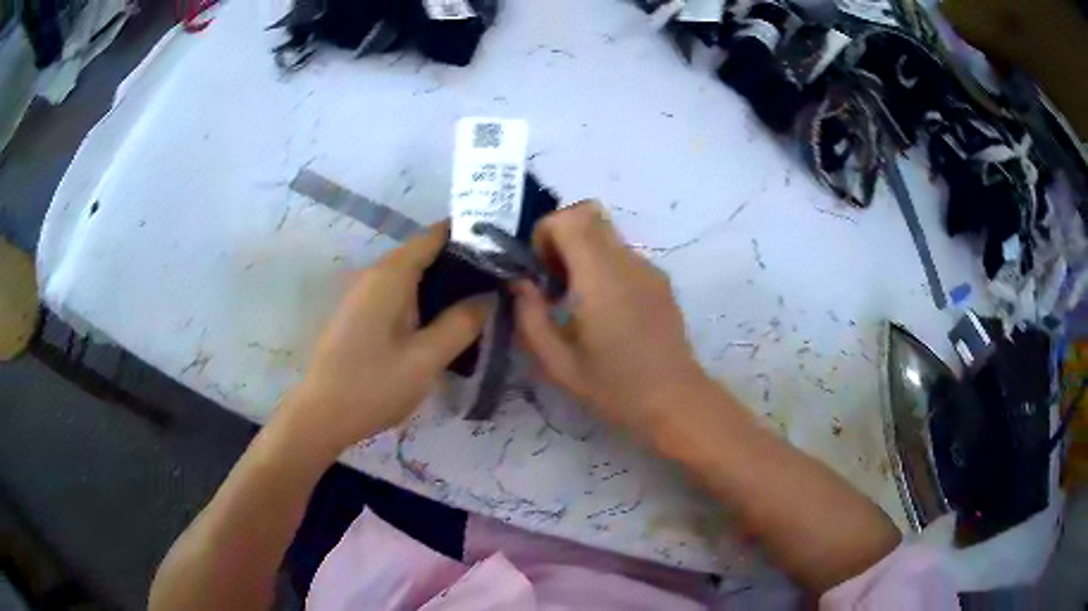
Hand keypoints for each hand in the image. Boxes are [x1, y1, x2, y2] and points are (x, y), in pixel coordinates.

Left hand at [276, 223, 487, 456]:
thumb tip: (488, 295)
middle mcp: (375, 273)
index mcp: (391, 274)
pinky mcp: (359, 312)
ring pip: (411, 275)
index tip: (503, 251)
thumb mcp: (426, 359)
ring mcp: (363, 292)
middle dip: (461, 263)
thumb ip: (461, 324)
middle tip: (499, 283)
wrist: (321, 415)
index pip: (436, 236)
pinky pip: (398, 293)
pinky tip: (441, 322)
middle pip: (424, 253)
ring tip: (478, 302)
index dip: (470, 237)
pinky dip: (423, 298)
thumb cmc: (373, 386)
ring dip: (442, 284)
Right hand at [513, 202, 712, 433]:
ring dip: (582, 252)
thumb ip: (530, 317)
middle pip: (589, 214)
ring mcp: (649, 269)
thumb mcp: (558, 364)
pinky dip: (603, 266)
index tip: (540, 271)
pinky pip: (622, 255)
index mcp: (600, 278)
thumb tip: (519, 283)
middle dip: (561, 236)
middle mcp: (627, 262)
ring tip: (578, 301)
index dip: (545, 233)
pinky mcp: (660, 280)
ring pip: (606, 234)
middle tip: (554, 280)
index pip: (569, 218)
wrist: (676, 401)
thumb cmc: (615, 388)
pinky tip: (606, 311)